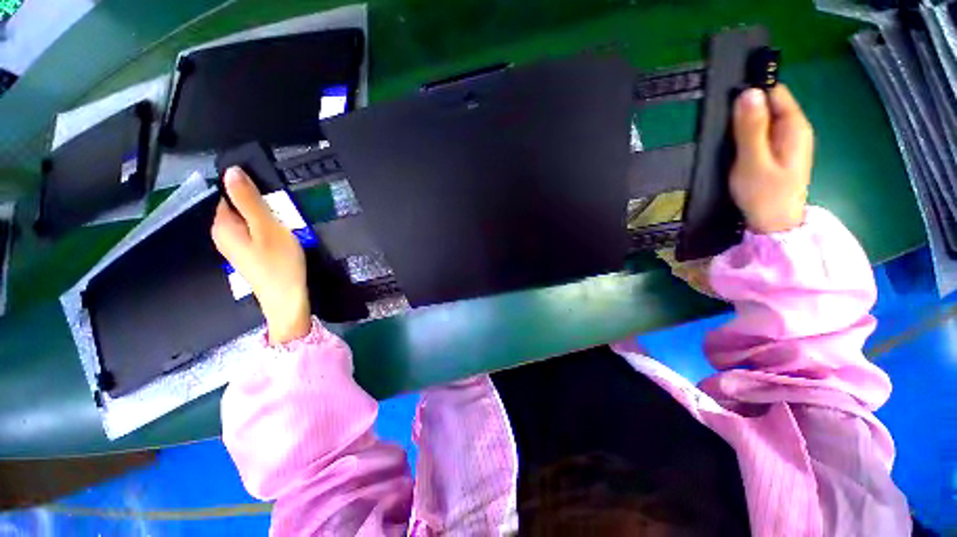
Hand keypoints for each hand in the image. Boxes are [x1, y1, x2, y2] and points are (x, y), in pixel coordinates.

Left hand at [211, 167, 311, 344]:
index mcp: (222, 225)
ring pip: (252, 222)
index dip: (252, 191)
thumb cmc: (279, 262)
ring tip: (290, 226)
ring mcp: (236, 248)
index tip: (276, 198)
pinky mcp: (250, 256)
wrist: (287, 299)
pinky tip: (286, 239)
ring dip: (271, 220)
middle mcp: (223, 235)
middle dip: (264, 207)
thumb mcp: (267, 227)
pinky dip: (271, 232)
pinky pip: (258, 234)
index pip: (230, 195)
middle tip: (286, 214)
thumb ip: (249, 200)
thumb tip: (231, 171)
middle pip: (241, 209)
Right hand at [730, 85, 813, 233]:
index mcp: (794, 126)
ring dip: (744, 126)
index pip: (774, 92)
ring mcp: (788, 141)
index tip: (727, 107)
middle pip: (769, 105)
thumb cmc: (764, 194)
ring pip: (764, 120)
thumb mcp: (753, 161)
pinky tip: (737, 151)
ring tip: (727, 142)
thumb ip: (750, 128)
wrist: (774, 225)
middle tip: (724, 131)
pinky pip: (763, 134)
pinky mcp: (779, 153)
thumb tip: (747, 93)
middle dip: (746, 112)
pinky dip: (748, 138)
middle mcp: (795, 128)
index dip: (751, 94)